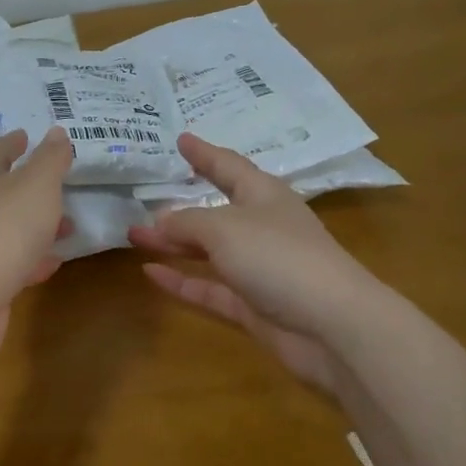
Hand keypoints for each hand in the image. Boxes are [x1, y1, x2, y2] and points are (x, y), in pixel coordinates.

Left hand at [0, 127, 72, 366]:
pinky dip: (32, 258)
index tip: (26, 136)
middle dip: (30, 186)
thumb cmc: (2, 230)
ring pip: (8, 227)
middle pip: (0, 189)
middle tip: (59, 183)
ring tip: (68, 225)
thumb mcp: (36, 185)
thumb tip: (56, 132)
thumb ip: (50, 159)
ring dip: (36, 225)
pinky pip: (11, 262)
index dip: (13, 142)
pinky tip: (53, 263)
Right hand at [129, 133, 373, 395]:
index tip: (181, 139)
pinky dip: (181, 281)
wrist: (331, 326)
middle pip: (214, 212)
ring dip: (173, 244)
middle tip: (141, 200)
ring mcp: (258, 269)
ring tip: (134, 237)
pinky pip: (209, 288)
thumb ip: (187, 221)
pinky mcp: (252, 306)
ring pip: (208, 251)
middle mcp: (262, 228)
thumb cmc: (278, 257)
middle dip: (178, 208)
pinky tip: (150, 273)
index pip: (228, 166)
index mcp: (264, 196)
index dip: (204, 153)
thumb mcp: (224, 228)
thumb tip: (161, 220)